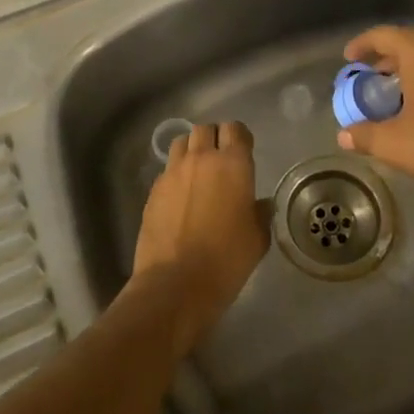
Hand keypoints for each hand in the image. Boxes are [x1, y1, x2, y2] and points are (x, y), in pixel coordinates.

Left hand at [130, 122, 267, 355]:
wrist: (175, 284)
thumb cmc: (226, 260)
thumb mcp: (257, 239)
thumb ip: (260, 214)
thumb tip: (259, 204)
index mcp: (233, 164)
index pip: (235, 129)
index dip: (240, 137)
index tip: (244, 151)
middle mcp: (201, 159)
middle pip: (205, 129)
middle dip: (214, 138)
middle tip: (221, 159)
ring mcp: (173, 173)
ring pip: (181, 143)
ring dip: (192, 150)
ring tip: (198, 172)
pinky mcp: (153, 191)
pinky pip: (167, 170)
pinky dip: (176, 174)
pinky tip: (181, 197)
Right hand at [337, 26, 413, 248]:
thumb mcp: (393, 142)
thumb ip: (364, 134)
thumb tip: (344, 135)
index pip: (383, 35)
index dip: (362, 45)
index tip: (349, 59)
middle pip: (409, 42)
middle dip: (386, 59)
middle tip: (369, 79)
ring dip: (411, 68)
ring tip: (394, 92)